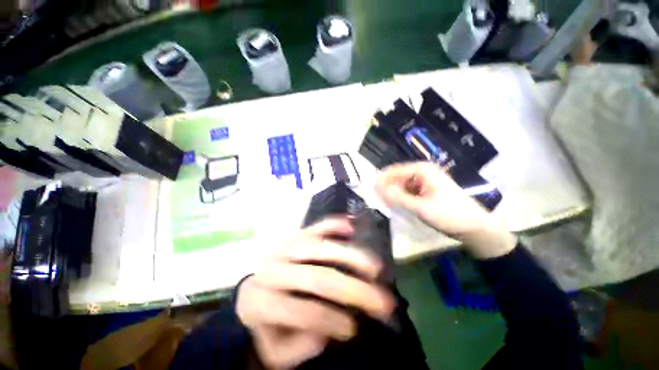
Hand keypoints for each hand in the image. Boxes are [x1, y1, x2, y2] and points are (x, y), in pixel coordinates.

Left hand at [236, 218, 394, 368]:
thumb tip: (327, 331)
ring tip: (374, 267)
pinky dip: (334, 225)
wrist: (251, 291)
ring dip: (349, 256)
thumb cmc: (265, 323)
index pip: (301, 310)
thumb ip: (299, 346)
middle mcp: (273, 267)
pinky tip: (351, 226)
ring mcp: (285, 246)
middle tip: (382, 301)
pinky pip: (316, 226)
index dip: (330, 321)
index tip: (354, 330)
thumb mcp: (275, 350)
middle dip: (352, 289)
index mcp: (261, 301)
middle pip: (317, 277)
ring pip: (319, 247)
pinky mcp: (295, 234)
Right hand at [375, 162, 515, 258]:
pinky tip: (398, 207)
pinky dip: (401, 198)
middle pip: (397, 177)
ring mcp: (425, 181)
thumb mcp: (420, 207)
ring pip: (401, 185)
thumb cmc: (450, 215)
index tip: (371, 192)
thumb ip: (397, 197)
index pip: (394, 171)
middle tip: (379, 202)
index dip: (381, 181)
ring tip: (387, 206)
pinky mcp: (426, 190)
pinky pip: (408, 191)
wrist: (476, 228)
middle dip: (387, 189)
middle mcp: (422, 172)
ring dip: (393, 194)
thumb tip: (376, 187)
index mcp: (422, 170)